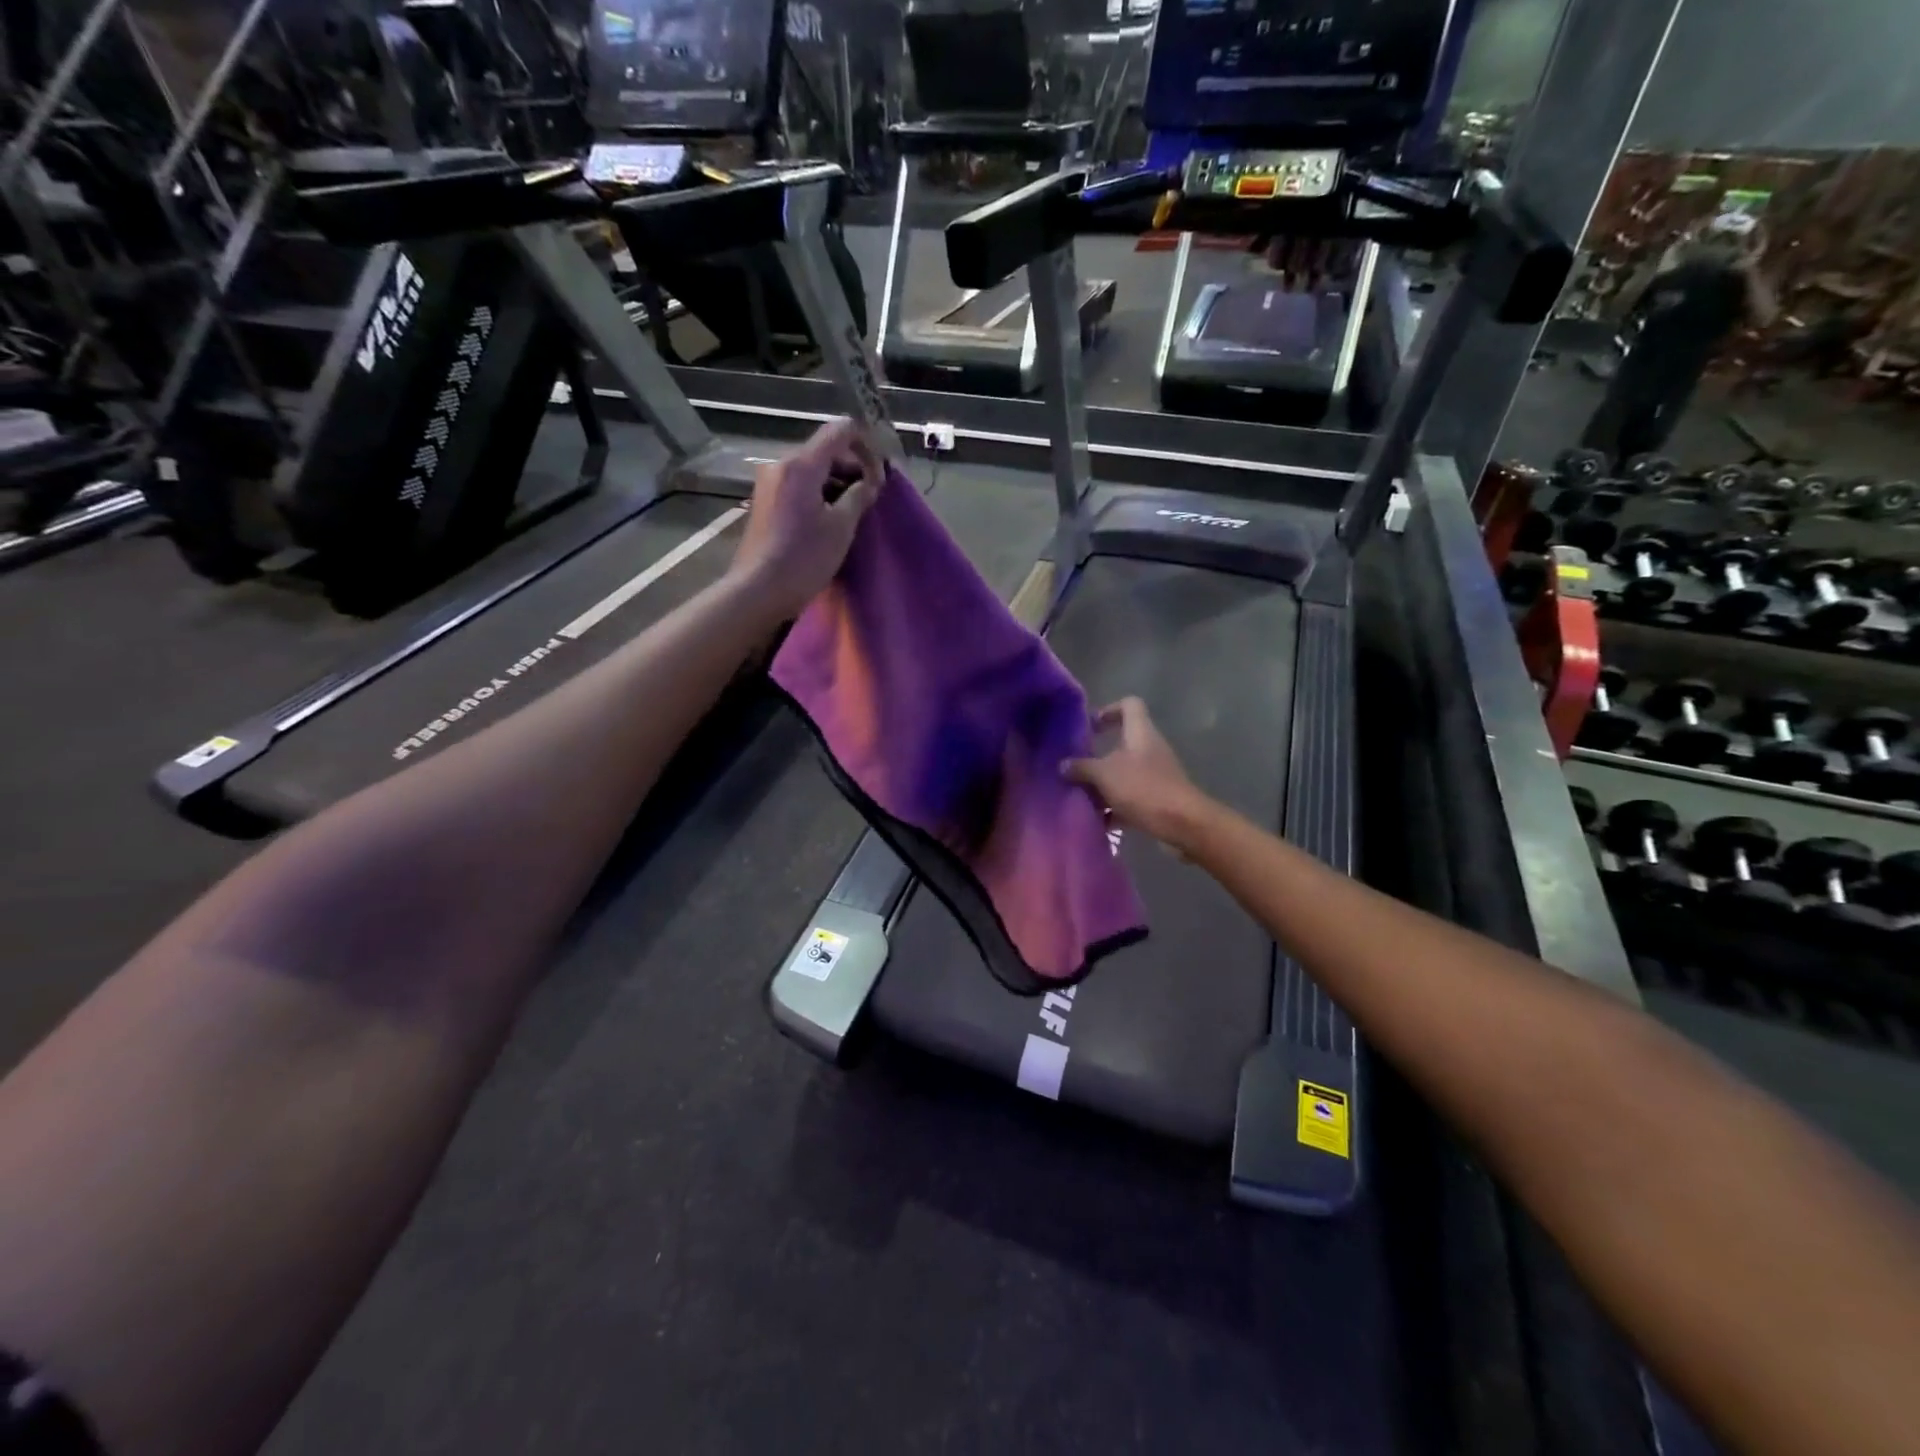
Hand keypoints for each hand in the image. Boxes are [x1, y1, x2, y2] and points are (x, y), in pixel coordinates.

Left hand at [731, 416, 882, 615]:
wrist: (758, 590)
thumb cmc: (804, 558)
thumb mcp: (841, 527)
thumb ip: (860, 496)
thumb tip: (871, 481)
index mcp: (801, 465)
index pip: (839, 431)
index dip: (866, 444)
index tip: (881, 471)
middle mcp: (781, 465)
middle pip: (825, 451)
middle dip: (852, 468)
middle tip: (872, 496)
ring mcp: (769, 483)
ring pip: (812, 469)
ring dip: (837, 483)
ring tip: (854, 511)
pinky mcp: (765, 502)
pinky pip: (799, 485)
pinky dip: (819, 493)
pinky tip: (831, 518)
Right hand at [1062, 698, 1208, 849]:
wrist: (1181, 823)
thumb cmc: (1142, 788)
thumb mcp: (1104, 775)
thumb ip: (1082, 767)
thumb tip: (1063, 765)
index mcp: (1140, 732)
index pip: (1129, 705)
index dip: (1109, 709)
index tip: (1090, 726)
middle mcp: (1149, 748)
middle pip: (1123, 742)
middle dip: (1098, 755)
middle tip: (1076, 766)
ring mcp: (1155, 774)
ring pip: (1124, 772)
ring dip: (1103, 783)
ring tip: (1081, 795)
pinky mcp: (1157, 798)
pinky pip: (1130, 797)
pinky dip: (1114, 806)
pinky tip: (1097, 821)